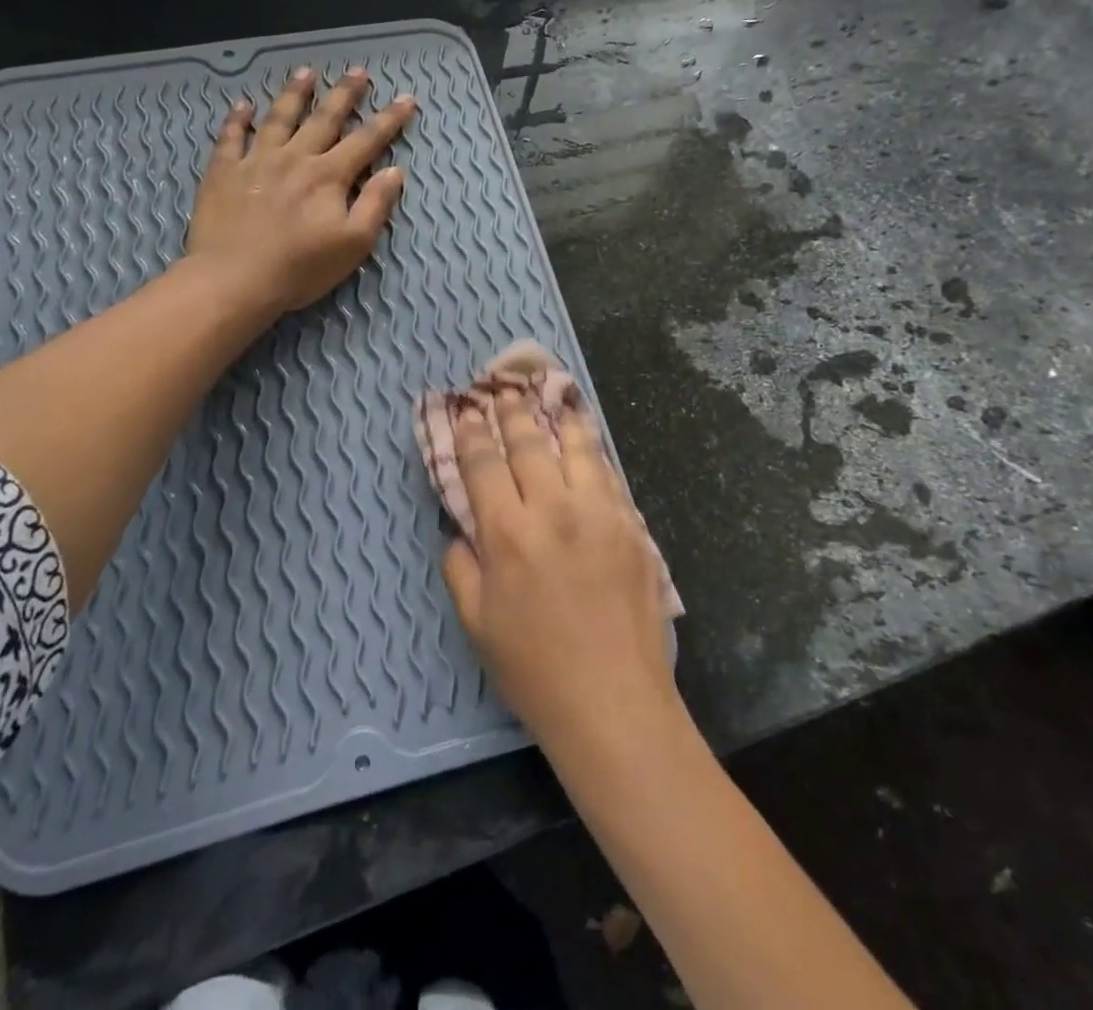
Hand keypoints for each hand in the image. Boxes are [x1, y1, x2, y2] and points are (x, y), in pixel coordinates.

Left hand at [187, 67, 415, 314]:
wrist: (234, 279)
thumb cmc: (300, 268)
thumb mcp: (353, 244)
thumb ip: (375, 205)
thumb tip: (394, 171)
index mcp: (329, 176)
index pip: (366, 141)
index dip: (389, 120)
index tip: (406, 99)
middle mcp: (295, 158)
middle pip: (324, 119)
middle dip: (344, 95)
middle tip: (357, 71)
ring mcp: (256, 161)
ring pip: (279, 118)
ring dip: (295, 94)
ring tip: (306, 73)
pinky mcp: (223, 172)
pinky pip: (231, 137)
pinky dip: (237, 120)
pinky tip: (242, 105)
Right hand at [441, 391, 678, 755]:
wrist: (614, 704)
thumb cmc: (534, 669)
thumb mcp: (476, 622)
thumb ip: (460, 565)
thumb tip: (460, 527)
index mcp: (508, 534)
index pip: (484, 464)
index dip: (472, 433)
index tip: (466, 410)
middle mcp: (554, 510)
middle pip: (529, 443)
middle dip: (511, 411)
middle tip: (503, 388)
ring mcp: (600, 514)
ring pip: (577, 447)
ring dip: (559, 417)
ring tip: (551, 394)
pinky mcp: (633, 527)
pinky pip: (609, 475)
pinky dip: (593, 450)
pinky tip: (586, 440)